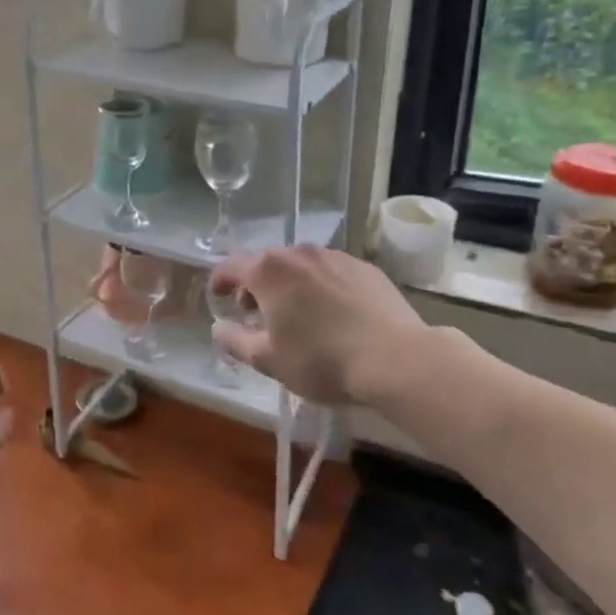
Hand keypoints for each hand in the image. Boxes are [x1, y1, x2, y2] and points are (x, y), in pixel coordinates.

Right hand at [208, 246, 429, 408]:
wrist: (398, 360)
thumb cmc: (322, 360)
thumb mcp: (268, 360)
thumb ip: (235, 341)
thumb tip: (219, 328)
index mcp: (268, 271)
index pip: (230, 266)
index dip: (218, 281)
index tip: (217, 297)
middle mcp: (299, 254)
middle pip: (265, 263)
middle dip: (254, 284)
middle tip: (255, 312)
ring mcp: (335, 257)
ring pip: (300, 265)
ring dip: (289, 284)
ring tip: (296, 313)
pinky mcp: (365, 268)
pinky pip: (330, 272)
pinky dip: (320, 286)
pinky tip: (332, 313)